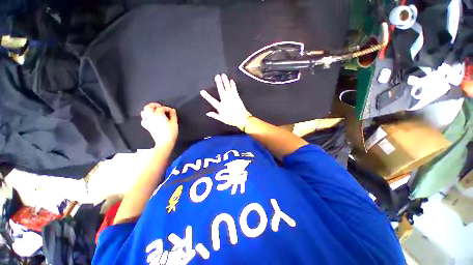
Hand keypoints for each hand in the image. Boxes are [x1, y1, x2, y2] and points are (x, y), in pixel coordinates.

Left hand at [140, 103, 177, 148]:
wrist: (164, 142)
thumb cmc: (170, 133)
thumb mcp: (174, 123)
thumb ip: (173, 115)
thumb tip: (172, 110)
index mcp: (158, 115)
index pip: (161, 108)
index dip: (167, 108)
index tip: (171, 111)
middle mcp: (151, 117)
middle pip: (148, 107)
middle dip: (154, 105)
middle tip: (160, 106)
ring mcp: (148, 122)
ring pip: (144, 112)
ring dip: (148, 110)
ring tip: (154, 111)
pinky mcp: (147, 127)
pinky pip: (144, 120)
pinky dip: (146, 117)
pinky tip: (151, 119)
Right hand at [200, 74, 251, 129]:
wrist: (242, 119)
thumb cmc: (232, 120)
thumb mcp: (222, 119)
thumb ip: (214, 115)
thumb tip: (207, 113)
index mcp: (221, 107)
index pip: (212, 101)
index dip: (207, 96)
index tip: (202, 91)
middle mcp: (226, 101)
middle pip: (221, 91)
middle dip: (219, 83)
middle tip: (217, 76)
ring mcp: (232, 98)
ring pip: (228, 88)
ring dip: (225, 81)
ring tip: (223, 75)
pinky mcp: (237, 97)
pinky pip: (234, 90)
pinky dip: (233, 85)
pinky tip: (231, 81)